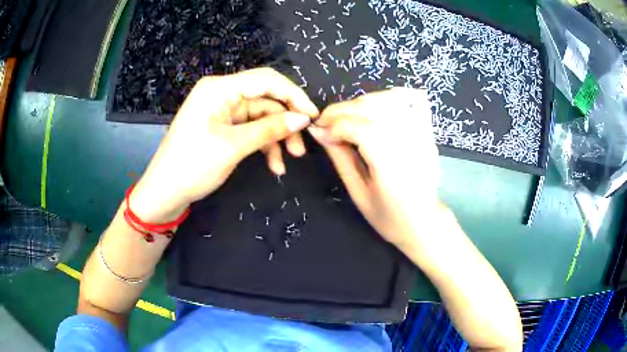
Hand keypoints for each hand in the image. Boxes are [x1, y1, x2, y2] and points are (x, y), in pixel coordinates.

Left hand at [131, 68, 318, 221]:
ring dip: (275, 138)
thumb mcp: (234, 146)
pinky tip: (273, 164)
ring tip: (286, 162)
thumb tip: (303, 118)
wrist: (164, 192)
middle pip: (265, 100)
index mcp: (219, 88)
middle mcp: (222, 94)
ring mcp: (222, 111)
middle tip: (300, 148)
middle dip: (285, 122)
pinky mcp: (222, 127)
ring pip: (260, 117)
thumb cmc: (193, 165)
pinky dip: (263, 145)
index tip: (313, 116)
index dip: (293, 95)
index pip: (266, 80)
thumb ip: (270, 128)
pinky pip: (250, 129)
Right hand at [309, 88, 441, 250]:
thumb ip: (340, 159)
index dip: (335, 124)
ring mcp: (424, 134)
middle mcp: (410, 143)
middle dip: (343, 110)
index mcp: (391, 166)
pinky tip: (381, 105)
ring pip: (390, 99)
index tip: (320, 131)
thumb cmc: (390, 217)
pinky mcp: (429, 131)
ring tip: (350, 116)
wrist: (424, 223)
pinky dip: (396, 95)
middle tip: (328, 122)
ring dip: (364, 101)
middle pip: (372, 108)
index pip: (360, 127)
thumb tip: (318, 132)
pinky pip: (415, 99)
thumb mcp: (358, 194)